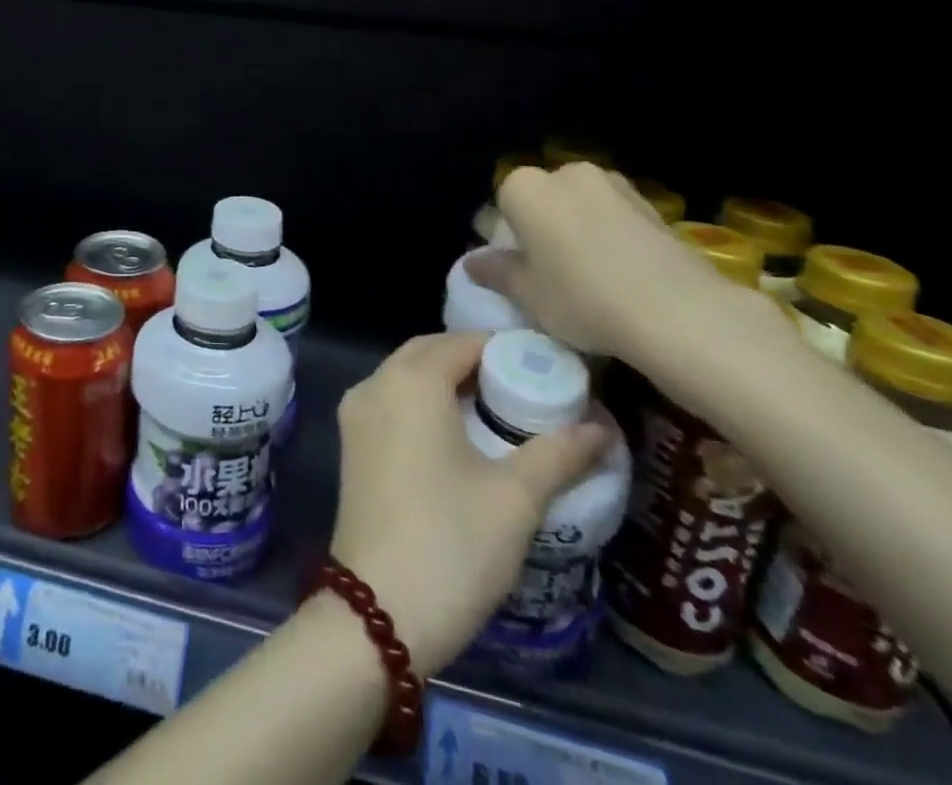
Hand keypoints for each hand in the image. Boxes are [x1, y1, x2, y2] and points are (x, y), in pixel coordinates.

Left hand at [327, 331, 609, 676]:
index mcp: (410, 381)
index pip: (461, 342)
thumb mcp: (515, 497)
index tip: (546, 367)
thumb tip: (601, 425)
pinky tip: (460, 434)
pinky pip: (392, 402)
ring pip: (406, 376)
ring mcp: (356, 413)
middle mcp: (375, 383)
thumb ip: (559, 453)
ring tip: (500, 410)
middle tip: (526, 387)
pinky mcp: (351, 443)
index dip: (505, 349)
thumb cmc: (452, 542)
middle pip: (429, 352)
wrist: (379, 609)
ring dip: (447, 381)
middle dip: (474, 361)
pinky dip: (424, 403)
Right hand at [464, 161, 757, 363]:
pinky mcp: (653, 205)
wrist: (679, 312)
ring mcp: (614, 185)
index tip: (522, 268)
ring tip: (594, 273)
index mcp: (524, 188)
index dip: (510, 236)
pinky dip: (614, 236)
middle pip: (545, 198)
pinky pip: (617, 217)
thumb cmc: (581, 298)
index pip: (504, 204)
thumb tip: (474, 263)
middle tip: (554, 270)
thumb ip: (496, 272)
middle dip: (546, 225)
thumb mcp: (526, 294)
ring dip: (582, 228)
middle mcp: (566, 174)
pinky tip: (625, 273)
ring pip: (583, 205)